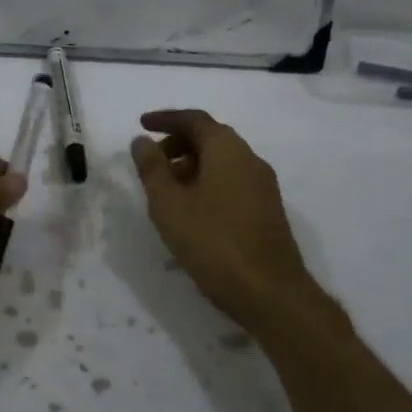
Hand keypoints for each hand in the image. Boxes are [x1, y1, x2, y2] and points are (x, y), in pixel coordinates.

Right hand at [131, 109, 324, 329]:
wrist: (270, 292)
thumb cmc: (213, 242)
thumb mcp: (169, 204)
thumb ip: (152, 168)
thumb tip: (142, 141)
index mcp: (227, 149)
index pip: (194, 119)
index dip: (165, 119)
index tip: (141, 124)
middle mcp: (249, 159)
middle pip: (210, 137)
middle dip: (177, 142)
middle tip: (151, 160)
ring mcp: (263, 185)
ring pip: (222, 161)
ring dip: (191, 165)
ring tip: (165, 190)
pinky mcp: (267, 210)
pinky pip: (231, 181)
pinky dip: (207, 182)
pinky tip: (191, 210)